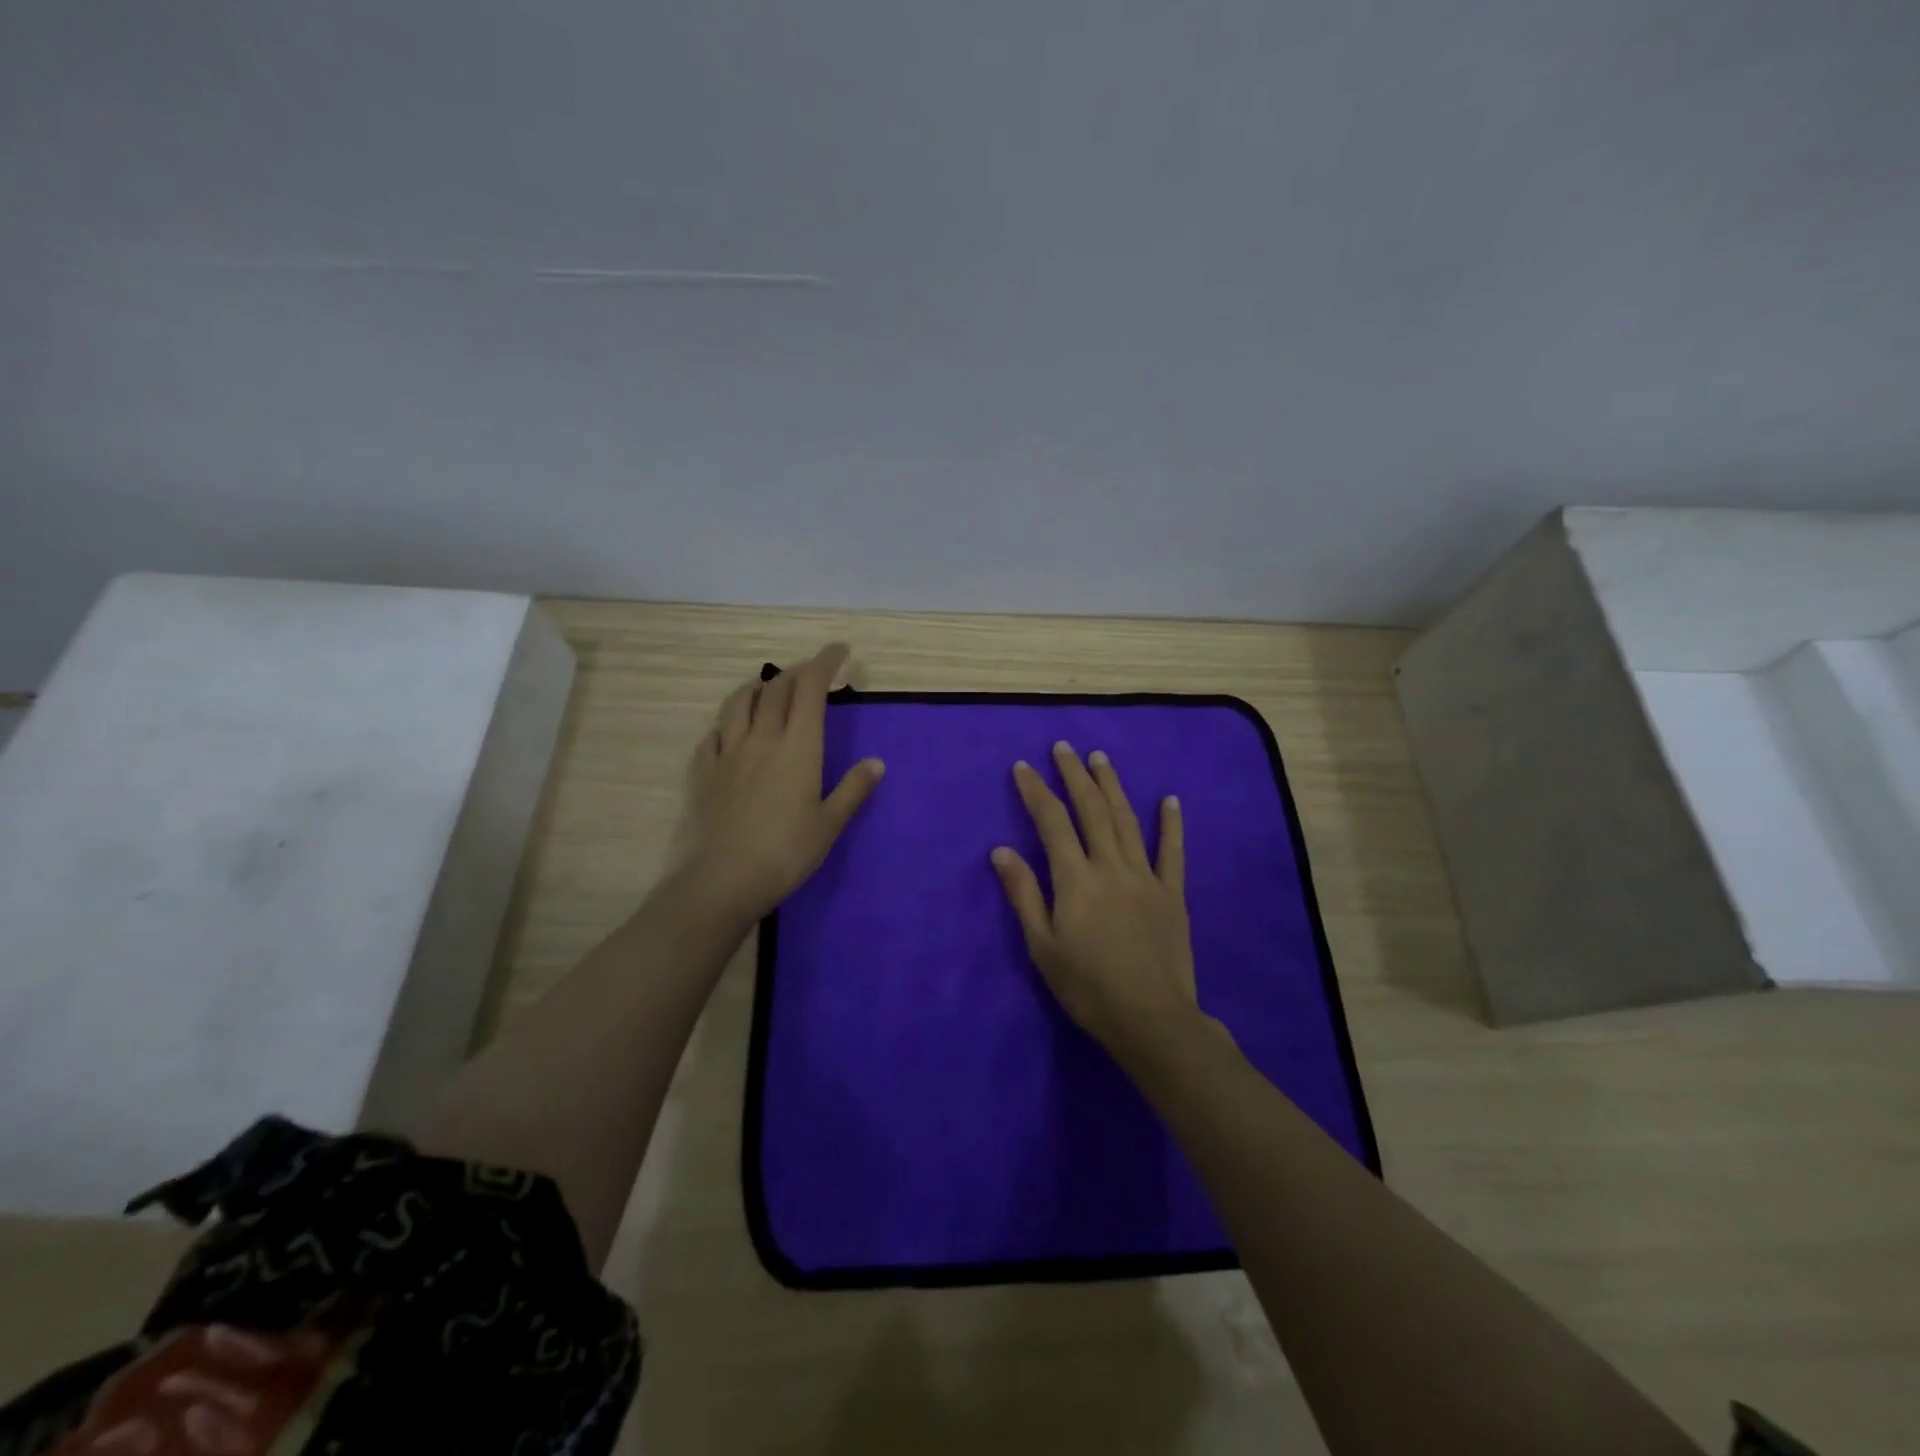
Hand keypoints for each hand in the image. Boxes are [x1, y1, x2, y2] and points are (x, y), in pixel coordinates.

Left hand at [670, 643, 884, 921]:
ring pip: (739, 703)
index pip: (811, 689)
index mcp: (798, 747)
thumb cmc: (785, 853)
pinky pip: (713, 734)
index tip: (839, 651)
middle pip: (776, 689)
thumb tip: (876, 763)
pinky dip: (727, 722)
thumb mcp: (829, 824)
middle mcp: (761, 739)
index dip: (824, 662)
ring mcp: (726, 753)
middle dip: (796, 672)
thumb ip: (853, 790)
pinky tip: (730, 731)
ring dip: (757, 688)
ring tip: (768, 689)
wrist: (721, 880)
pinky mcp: (701, 772)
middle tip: (811, 674)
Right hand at [991, 741, 1204, 1060]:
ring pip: (1127, 820)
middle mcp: (1111, 866)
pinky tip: (1170, 799)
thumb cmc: (1087, 987)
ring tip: (1100, 758)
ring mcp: (1146, 876)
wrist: (1151, 1019)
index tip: (1023, 766)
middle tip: (1063, 747)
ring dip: (1112, 786)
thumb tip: (1001, 850)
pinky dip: (1171, 824)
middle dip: (1074, 775)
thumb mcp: (1042, 946)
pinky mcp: (1172, 893)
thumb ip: (1023, 894)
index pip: (1051, 822)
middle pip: (1091, 810)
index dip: (1035, 791)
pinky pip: (1172, 851)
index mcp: (1076, 879)